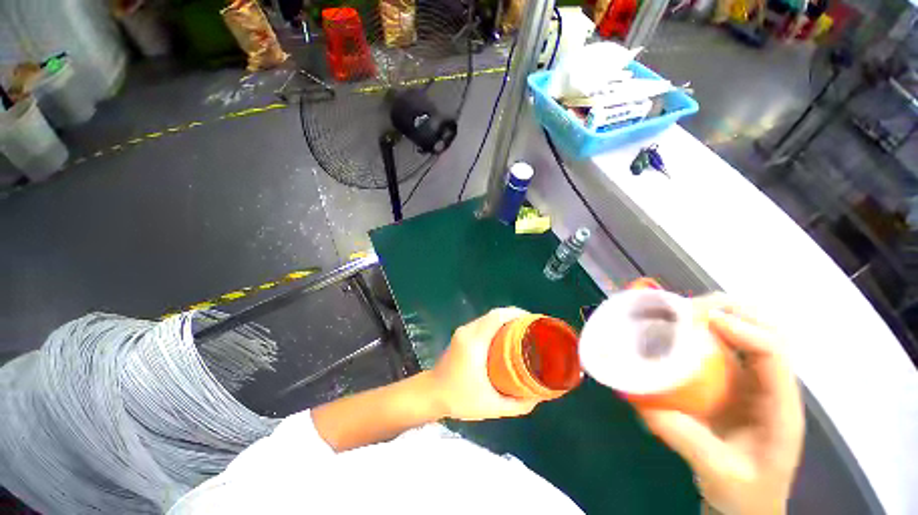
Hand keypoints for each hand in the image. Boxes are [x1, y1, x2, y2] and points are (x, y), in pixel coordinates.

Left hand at [431, 308, 539, 420]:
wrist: (430, 394)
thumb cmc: (459, 399)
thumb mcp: (492, 406)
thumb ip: (518, 404)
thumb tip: (539, 396)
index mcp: (474, 343)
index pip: (496, 317)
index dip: (516, 314)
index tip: (533, 321)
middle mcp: (467, 331)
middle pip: (494, 314)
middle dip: (514, 316)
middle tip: (531, 328)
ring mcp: (463, 331)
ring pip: (488, 317)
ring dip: (505, 320)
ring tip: (522, 331)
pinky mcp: (461, 334)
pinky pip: (482, 323)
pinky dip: (496, 324)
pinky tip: (505, 336)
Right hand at [638, 296, 804, 514]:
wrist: (750, 503)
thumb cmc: (744, 492)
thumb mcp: (717, 472)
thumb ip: (684, 438)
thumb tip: (642, 401)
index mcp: (780, 408)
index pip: (774, 353)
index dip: (742, 329)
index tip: (701, 320)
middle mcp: (772, 385)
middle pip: (768, 328)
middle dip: (731, 309)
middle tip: (689, 310)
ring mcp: (755, 381)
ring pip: (749, 329)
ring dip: (718, 312)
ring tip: (683, 313)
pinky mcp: (735, 381)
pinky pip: (726, 343)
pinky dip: (707, 327)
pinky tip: (682, 330)